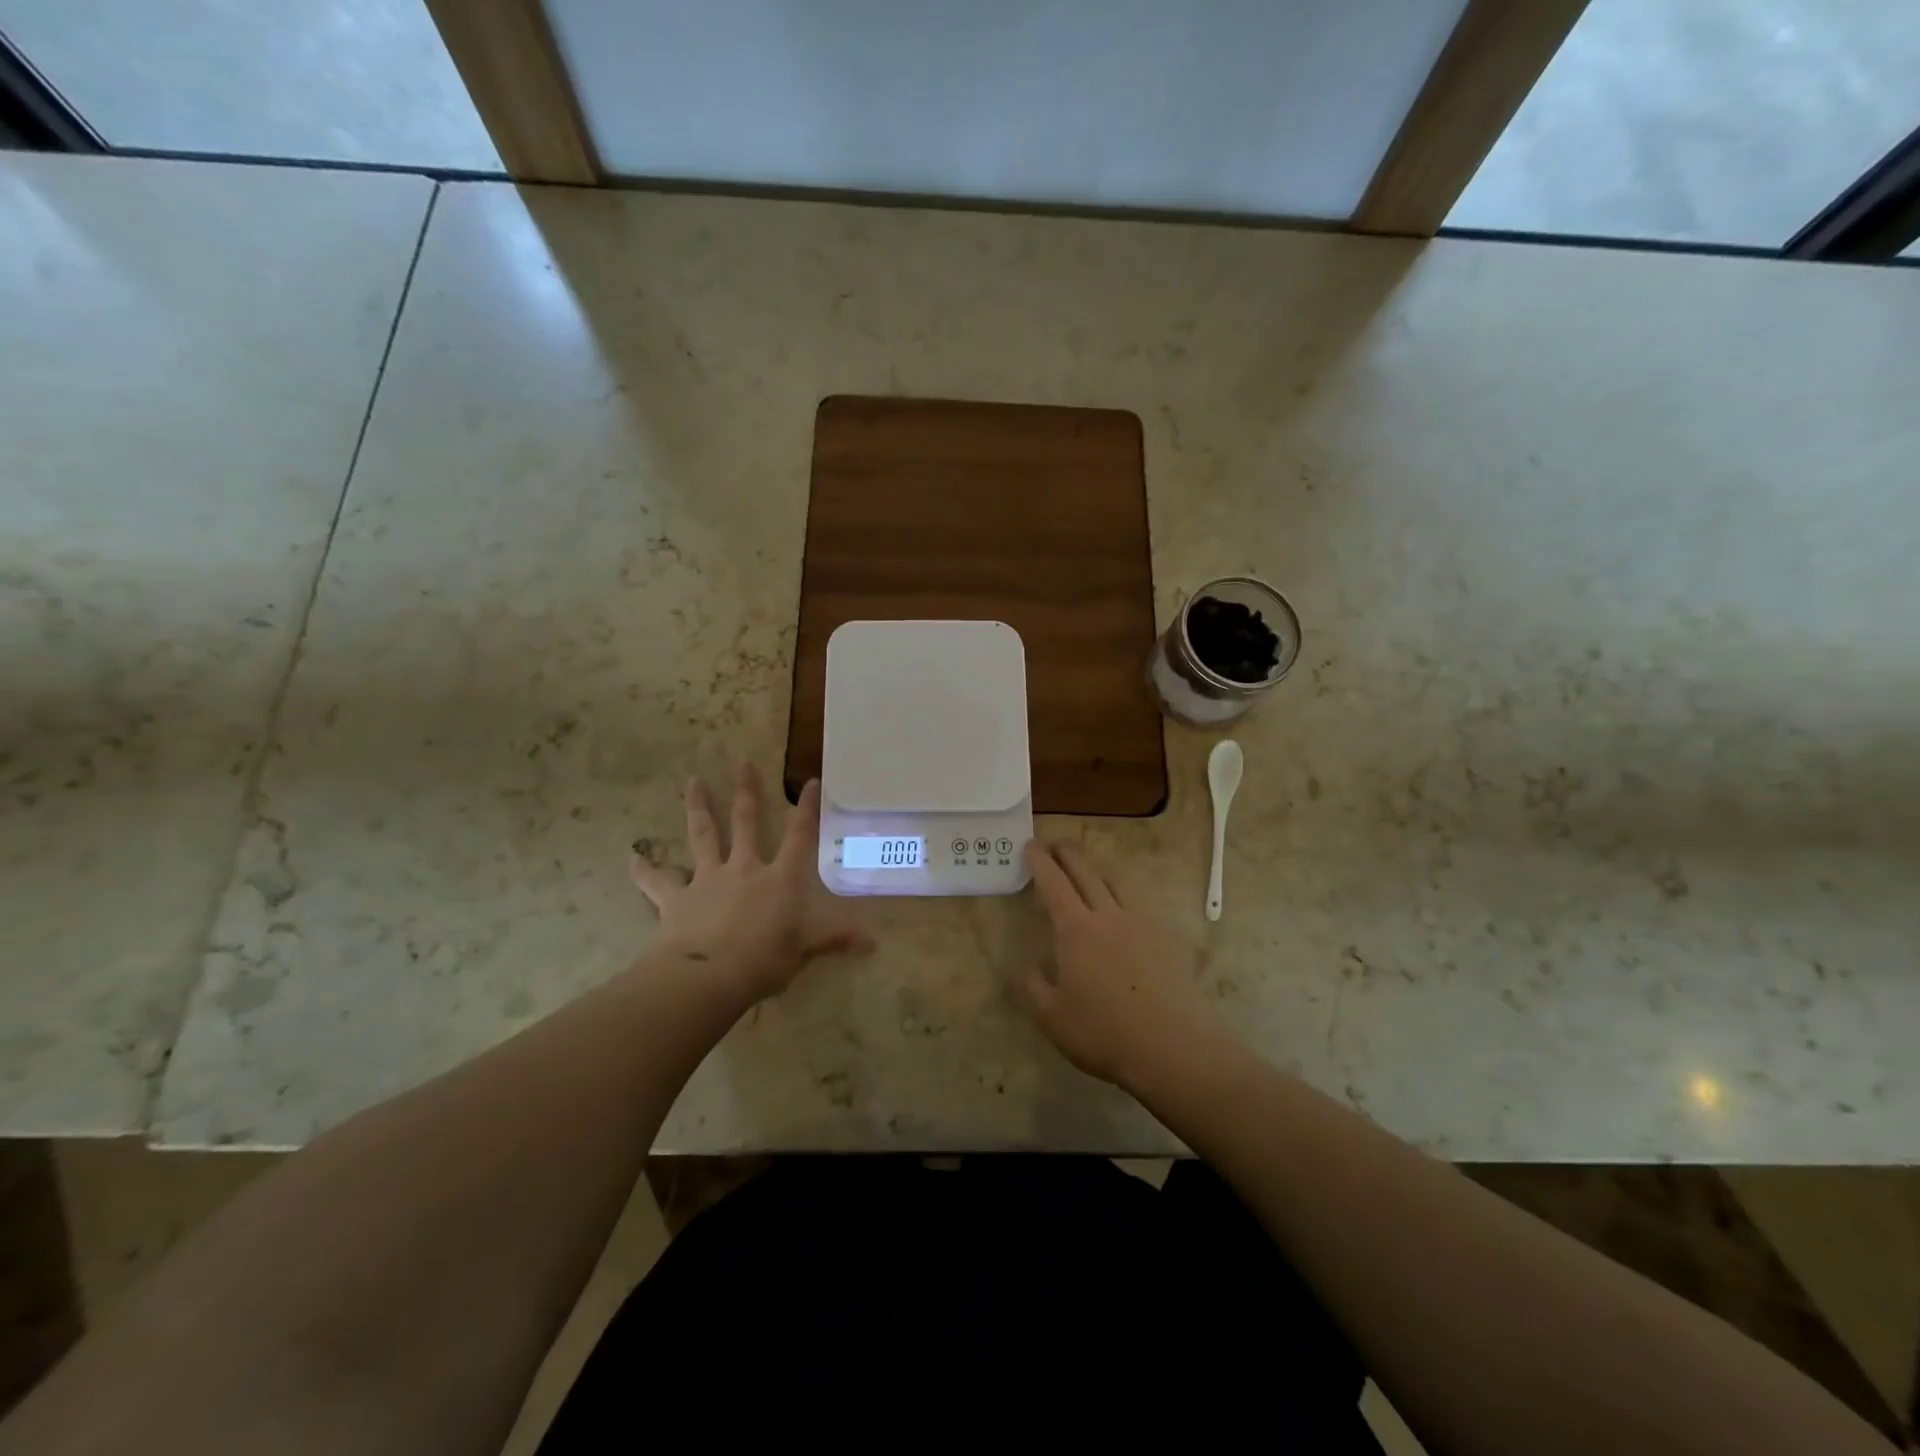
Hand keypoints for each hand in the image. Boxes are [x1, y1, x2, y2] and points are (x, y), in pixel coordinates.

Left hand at [630, 767, 871, 1004]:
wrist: (709, 976)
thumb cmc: (765, 960)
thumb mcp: (805, 950)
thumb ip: (834, 940)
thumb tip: (872, 943)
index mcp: (779, 879)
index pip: (799, 837)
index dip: (807, 809)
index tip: (810, 781)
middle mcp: (744, 869)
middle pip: (745, 823)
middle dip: (746, 792)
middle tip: (742, 762)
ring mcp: (707, 880)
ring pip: (702, 836)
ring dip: (698, 808)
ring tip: (693, 782)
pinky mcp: (676, 899)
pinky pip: (656, 881)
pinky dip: (644, 870)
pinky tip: (632, 857)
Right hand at [1018, 840, 1225, 1088]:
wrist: (1173, 1046)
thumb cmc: (1103, 1031)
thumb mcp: (1052, 1017)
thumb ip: (1035, 988)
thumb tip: (1031, 967)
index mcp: (1075, 930)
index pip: (1054, 885)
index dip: (1040, 863)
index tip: (1031, 845)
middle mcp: (1109, 916)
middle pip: (1086, 874)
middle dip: (1068, 855)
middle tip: (1056, 843)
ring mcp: (1143, 925)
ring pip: (1117, 886)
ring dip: (1099, 873)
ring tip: (1091, 873)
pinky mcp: (1168, 941)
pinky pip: (1141, 912)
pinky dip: (1126, 905)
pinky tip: (1127, 922)